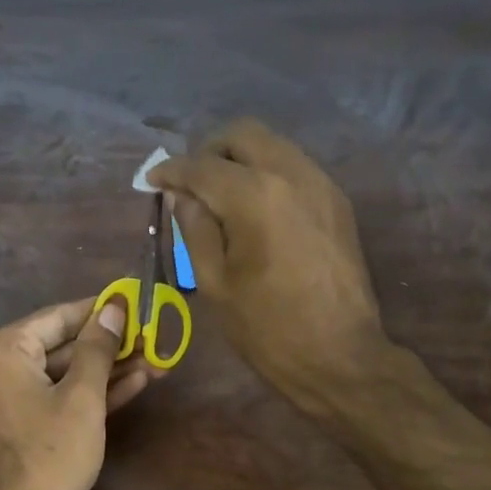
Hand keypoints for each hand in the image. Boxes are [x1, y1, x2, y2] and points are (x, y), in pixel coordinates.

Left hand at [0, 296, 158, 489]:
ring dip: (106, 370)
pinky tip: (133, 384)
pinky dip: (89, 394)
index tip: (136, 302)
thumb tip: (114, 307)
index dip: (100, 309)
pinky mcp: (19, 424)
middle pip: (61, 345)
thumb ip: (97, 349)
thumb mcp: (81, 397)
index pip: (58, 316)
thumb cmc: (48, 454)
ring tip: (154, 360)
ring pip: (62, 374)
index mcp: (3, 350)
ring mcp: (6, 398)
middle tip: (152, 336)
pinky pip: (56, 397)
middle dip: (109, 344)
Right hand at [150, 118, 385, 408]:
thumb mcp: (215, 283)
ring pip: (272, 146)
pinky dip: (266, 174)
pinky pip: (294, 167)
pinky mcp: (336, 201)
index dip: (170, 170)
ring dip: (239, 160)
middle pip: (242, 135)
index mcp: (254, 196)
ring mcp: (320, 184)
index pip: (201, 166)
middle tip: (188, 184)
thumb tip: (181, 195)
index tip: (152, 180)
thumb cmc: (266, 328)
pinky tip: (253, 210)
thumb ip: (194, 229)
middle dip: (208, 151)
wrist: (338, 355)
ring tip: (218, 197)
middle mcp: (291, 174)